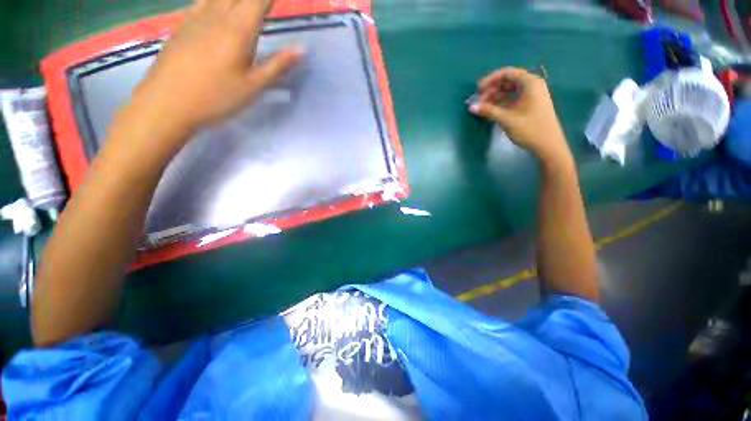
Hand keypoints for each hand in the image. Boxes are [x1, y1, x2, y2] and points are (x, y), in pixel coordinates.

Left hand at [126, 0, 302, 136]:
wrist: (167, 103)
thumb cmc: (216, 98)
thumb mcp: (253, 87)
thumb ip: (278, 65)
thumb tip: (302, 49)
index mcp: (238, 30)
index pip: (258, 1)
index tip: (278, 3)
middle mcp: (216, 15)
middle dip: (256, 0)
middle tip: (265, 5)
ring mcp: (196, 17)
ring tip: (245, 7)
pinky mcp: (183, 24)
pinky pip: (203, 1)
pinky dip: (216, 1)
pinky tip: (219, 7)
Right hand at [470, 67, 572, 166]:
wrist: (548, 144)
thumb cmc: (529, 129)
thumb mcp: (506, 119)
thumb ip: (488, 111)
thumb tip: (471, 106)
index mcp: (530, 83)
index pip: (506, 73)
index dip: (490, 80)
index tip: (477, 91)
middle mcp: (532, 84)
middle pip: (507, 81)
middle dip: (491, 90)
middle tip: (479, 101)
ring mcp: (533, 94)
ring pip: (510, 90)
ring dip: (495, 97)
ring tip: (484, 107)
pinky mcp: (531, 103)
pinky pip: (514, 97)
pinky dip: (502, 102)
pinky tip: (493, 111)